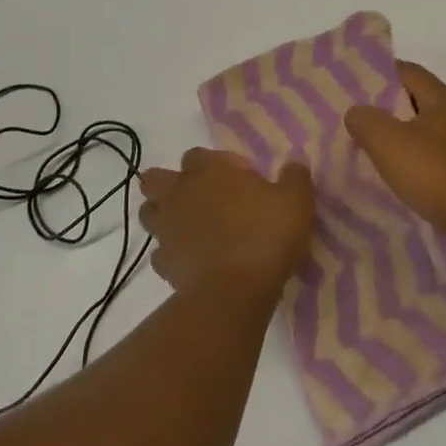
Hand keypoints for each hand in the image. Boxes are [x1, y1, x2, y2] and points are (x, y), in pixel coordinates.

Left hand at [137, 148, 315, 300]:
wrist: (236, 290)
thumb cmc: (266, 234)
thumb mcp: (296, 200)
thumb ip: (294, 177)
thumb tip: (293, 165)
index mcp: (208, 171)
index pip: (196, 154)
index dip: (212, 164)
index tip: (236, 178)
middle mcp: (180, 193)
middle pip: (156, 179)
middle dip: (169, 183)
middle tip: (197, 197)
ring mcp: (167, 229)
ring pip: (149, 213)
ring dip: (163, 215)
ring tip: (188, 226)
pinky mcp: (163, 264)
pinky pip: (159, 253)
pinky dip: (170, 254)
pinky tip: (190, 261)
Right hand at [345, 62, 445, 262]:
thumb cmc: (434, 174)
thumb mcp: (387, 143)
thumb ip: (365, 120)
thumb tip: (357, 112)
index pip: (409, 72)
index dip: (381, 76)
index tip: (356, 89)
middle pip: (422, 98)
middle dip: (392, 107)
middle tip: (364, 121)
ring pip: (433, 125)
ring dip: (408, 133)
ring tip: (381, 149)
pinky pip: (443, 149)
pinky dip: (423, 154)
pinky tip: (409, 172)